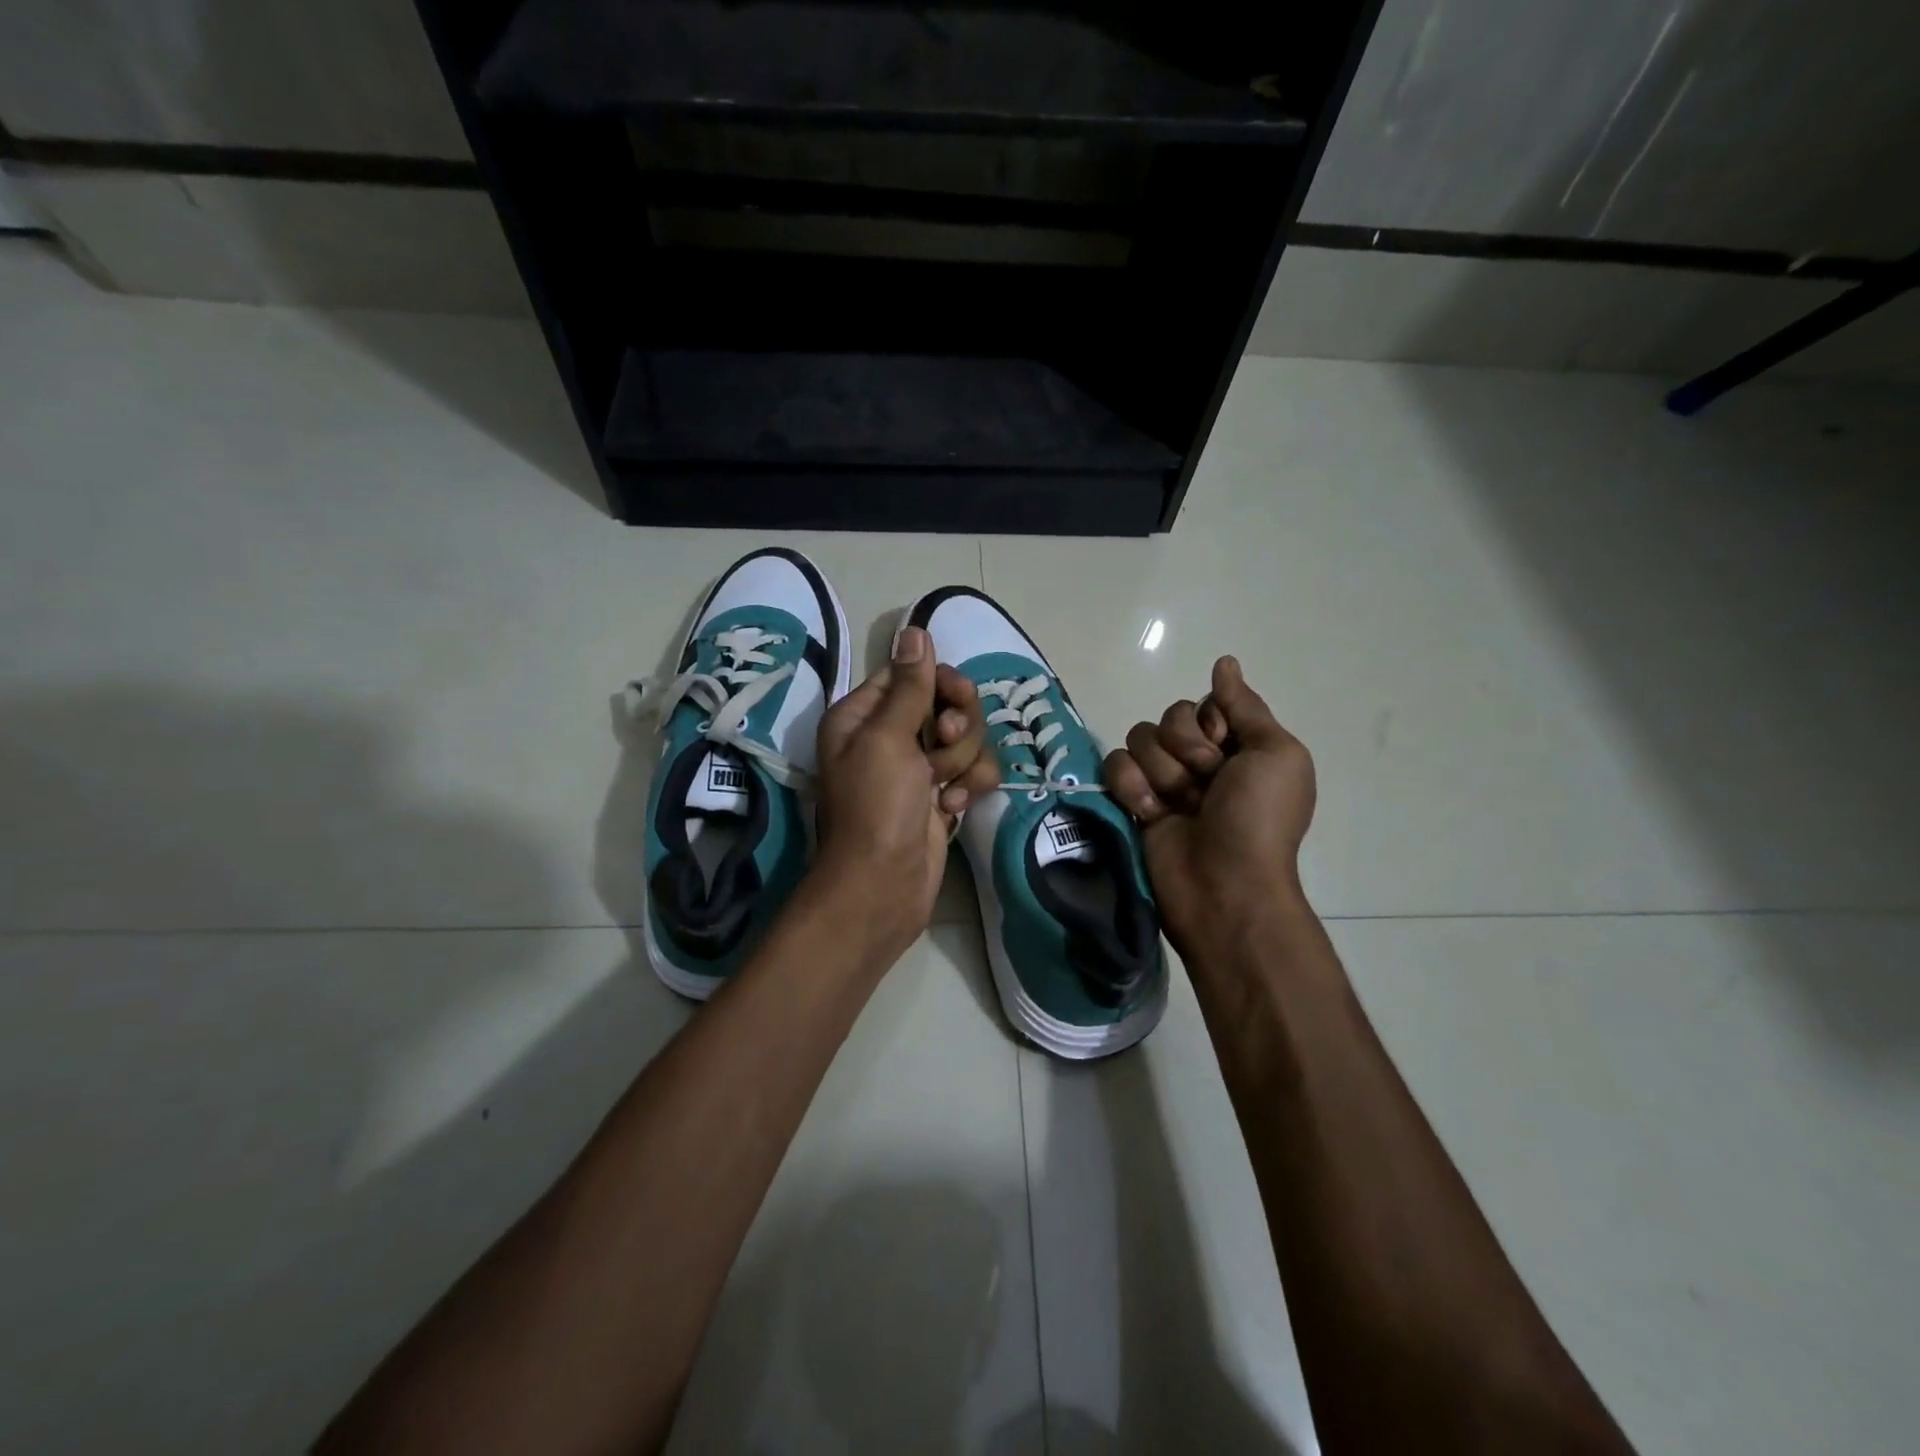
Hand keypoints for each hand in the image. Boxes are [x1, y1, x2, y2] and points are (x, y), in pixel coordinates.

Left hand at [811, 626, 999, 960]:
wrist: (883, 886)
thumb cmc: (876, 807)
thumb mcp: (887, 739)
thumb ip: (909, 686)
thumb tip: (914, 630)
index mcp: (864, 715)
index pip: (913, 674)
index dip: (939, 682)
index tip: (952, 701)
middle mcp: (890, 735)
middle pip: (947, 702)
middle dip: (956, 727)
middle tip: (943, 747)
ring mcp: (919, 767)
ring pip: (967, 737)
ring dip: (962, 762)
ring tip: (942, 791)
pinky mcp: (942, 794)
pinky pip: (974, 770)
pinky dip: (970, 787)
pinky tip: (952, 810)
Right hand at [1102, 656, 1315, 959]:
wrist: (1223, 885)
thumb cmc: (1259, 819)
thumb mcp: (1275, 754)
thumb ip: (1245, 706)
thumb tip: (1224, 663)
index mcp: (1237, 746)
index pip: (1204, 704)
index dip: (1210, 724)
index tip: (1225, 750)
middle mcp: (1199, 759)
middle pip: (1170, 717)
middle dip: (1186, 748)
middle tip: (1206, 783)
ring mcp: (1163, 780)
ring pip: (1139, 738)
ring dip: (1161, 772)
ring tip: (1179, 805)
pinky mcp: (1132, 800)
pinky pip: (1115, 765)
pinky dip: (1130, 786)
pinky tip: (1149, 813)